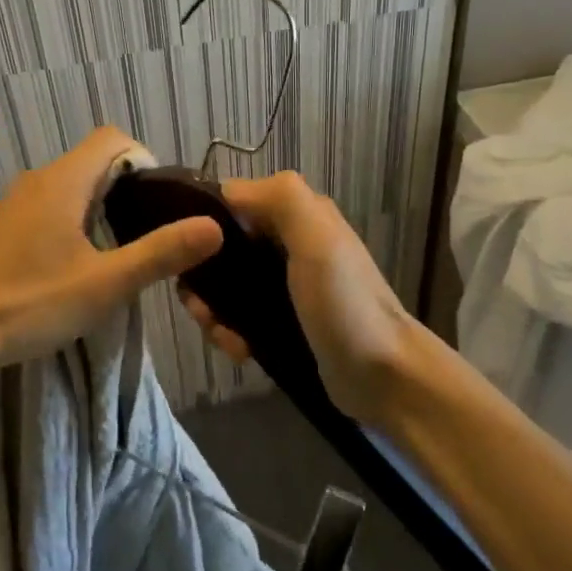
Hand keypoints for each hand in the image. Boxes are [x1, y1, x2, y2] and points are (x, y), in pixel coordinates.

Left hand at [0, 127, 222, 365]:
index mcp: (62, 181)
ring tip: (112, 252)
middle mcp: (35, 180)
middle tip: (143, 234)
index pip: (112, 138)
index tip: (157, 203)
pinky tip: (68, 266)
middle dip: (125, 188)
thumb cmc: (30, 303)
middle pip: (92, 161)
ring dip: (96, 207)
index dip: (143, 159)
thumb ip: (160, 253)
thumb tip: (214, 225)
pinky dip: (69, 221)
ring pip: (68, 186)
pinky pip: (45, 206)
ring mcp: (11, 204)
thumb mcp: (104, 284)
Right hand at [179, 171, 423, 424]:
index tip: (186, 255)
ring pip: (226, 286)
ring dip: (213, 309)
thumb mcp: (317, 239)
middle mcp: (288, 243)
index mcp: (298, 215)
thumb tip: (225, 191)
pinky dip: (230, 331)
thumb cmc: (346, 305)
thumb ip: (280, 198)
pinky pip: (238, 316)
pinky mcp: (280, 322)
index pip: (232, 202)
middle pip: (223, 248)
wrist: (385, 379)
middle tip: (200, 308)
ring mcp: (284, 286)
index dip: (204, 222)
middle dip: (204, 277)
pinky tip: (239, 351)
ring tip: (222, 335)